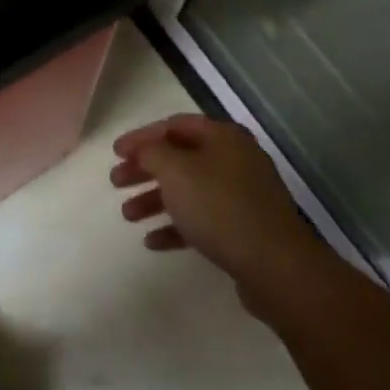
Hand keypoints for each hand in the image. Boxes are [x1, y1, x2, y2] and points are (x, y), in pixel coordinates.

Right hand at [111, 115, 324, 310]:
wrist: (274, 264)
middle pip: (180, 158)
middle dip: (145, 170)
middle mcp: (235, 159)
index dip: (142, 137)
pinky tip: (153, 241)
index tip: (115, 153)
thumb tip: (146, 148)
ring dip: (155, 200)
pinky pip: (202, 219)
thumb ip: (152, 152)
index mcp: (223, 137)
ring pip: (189, 190)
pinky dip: (176, 226)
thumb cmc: (219, 207)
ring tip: (128, 216)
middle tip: (116, 183)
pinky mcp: (243, 228)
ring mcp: (242, 195)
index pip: (174, 125)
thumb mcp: (176, 171)